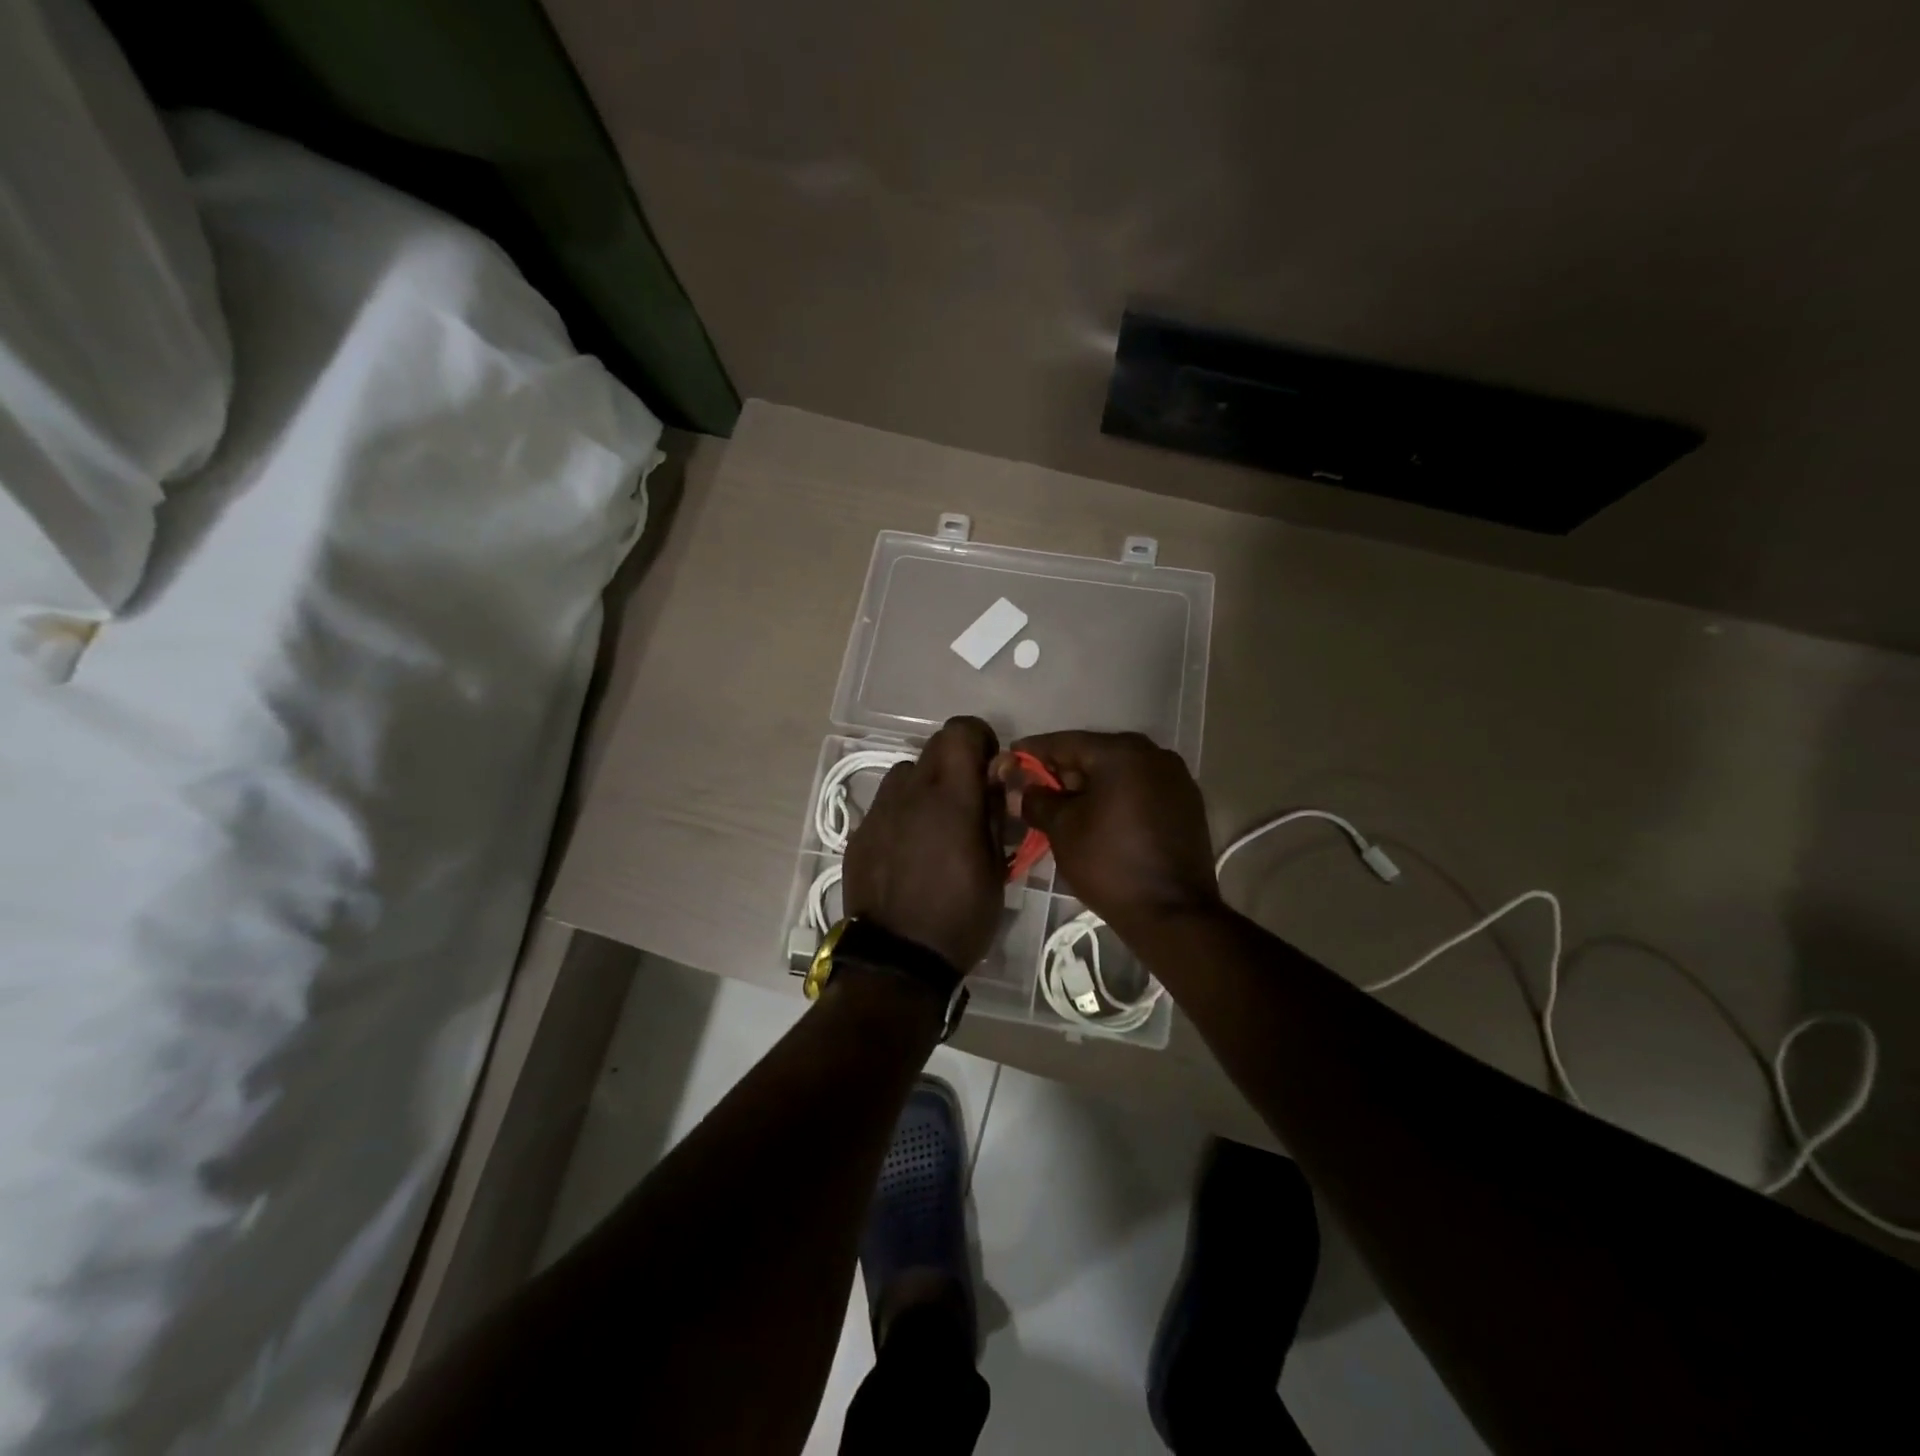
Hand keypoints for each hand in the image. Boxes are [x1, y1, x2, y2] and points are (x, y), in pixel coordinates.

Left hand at [844, 716, 1005, 970]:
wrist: (896, 960)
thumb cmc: (959, 917)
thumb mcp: (996, 868)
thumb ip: (995, 812)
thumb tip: (998, 774)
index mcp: (949, 797)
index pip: (960, 730)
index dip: (980, 740)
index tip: (991, 771)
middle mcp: (909, 792)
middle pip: (933, 746)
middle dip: (956, 762)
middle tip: (969, 802)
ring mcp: (878, 812)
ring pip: (906, 773)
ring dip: (927, 787)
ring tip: (937, 828)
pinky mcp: (859, 834)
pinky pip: (886, 805)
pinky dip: (903, 814)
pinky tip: (909, 852)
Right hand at [995, 731, 1220, 937]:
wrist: (1172, 913)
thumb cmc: (1109, 863)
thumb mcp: (1062, 829)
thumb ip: (1036, 799)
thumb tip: (1022, 787)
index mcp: (1122, 752)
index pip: (1066, 743)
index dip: (1034, 752)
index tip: (1010, 758)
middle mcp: (1154, 754)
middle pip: (1095, 754)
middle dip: (1064, 771)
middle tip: (1035, 788)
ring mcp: (1176, 778)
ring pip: (1120, 772)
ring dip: (1091, 785)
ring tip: (1064, 806)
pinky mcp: (1187, 803)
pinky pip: (1141, 789)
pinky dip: (1117, 797)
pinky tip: (1099, 816)